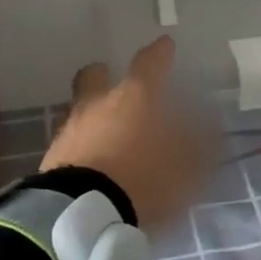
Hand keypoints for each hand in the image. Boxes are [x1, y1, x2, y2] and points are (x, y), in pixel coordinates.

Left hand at [41, 36, 215, 227]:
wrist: (82, 214)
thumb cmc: (143, 179)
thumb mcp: (186, 167)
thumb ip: (199, 146)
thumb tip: (208, 129)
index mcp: (136, 98)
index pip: (149, 64)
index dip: (159, 54)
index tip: (164, 45)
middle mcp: (99, 104)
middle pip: (95, 76)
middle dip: (105, 76)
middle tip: (118, 87)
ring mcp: (72, 129)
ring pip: (81, 109)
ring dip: (95, 118)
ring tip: (111, 139)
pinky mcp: (52, 157)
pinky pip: (72, 142)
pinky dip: (85, 147)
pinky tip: (96, 166)